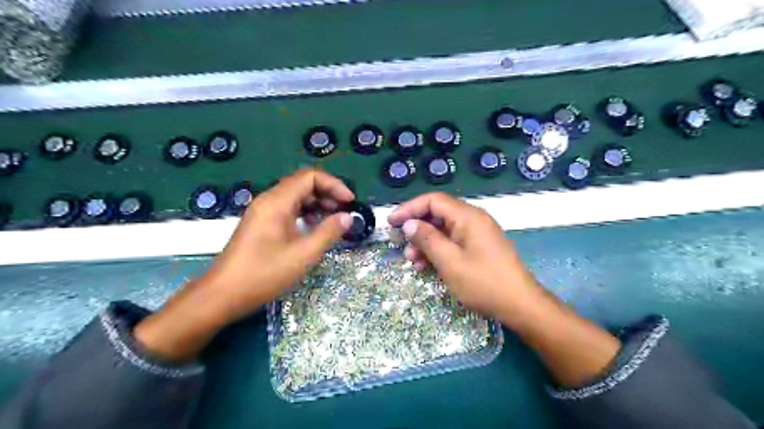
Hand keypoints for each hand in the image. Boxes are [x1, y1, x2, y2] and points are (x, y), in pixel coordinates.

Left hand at [134, 169, 354, 358]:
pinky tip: (314, 227)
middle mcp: (269, 200)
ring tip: (333, 219)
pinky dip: (305, 213)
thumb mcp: (303, 254)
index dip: (334, 185)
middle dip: (327, 193)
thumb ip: (328, 232)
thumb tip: (347, 217)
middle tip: (344, 211)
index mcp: (277, 202)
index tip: (350, 202)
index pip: (310, 177)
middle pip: (302, 183)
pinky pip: (288, 209)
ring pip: (295, 196)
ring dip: (317, 203)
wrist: (222, 295)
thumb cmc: (264, 274)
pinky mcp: (261, 224)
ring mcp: (263, 212)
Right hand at [388, 192, 543, 326]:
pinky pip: (453, 242)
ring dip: (425, 242)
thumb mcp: (449, 261)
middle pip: (437, 214)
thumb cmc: (483, 282)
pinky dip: (438, 250)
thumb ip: (427, 239)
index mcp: (467, 216)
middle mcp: (473, 219)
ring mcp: (477, 234)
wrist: (520, 305)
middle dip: (417, 229)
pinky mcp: (479, 247)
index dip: (409, 208)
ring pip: (443, 230)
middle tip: (400, 245)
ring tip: (411, 261)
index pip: (433, 201)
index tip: (391, 222)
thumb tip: (409, 224)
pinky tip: (426, 266)